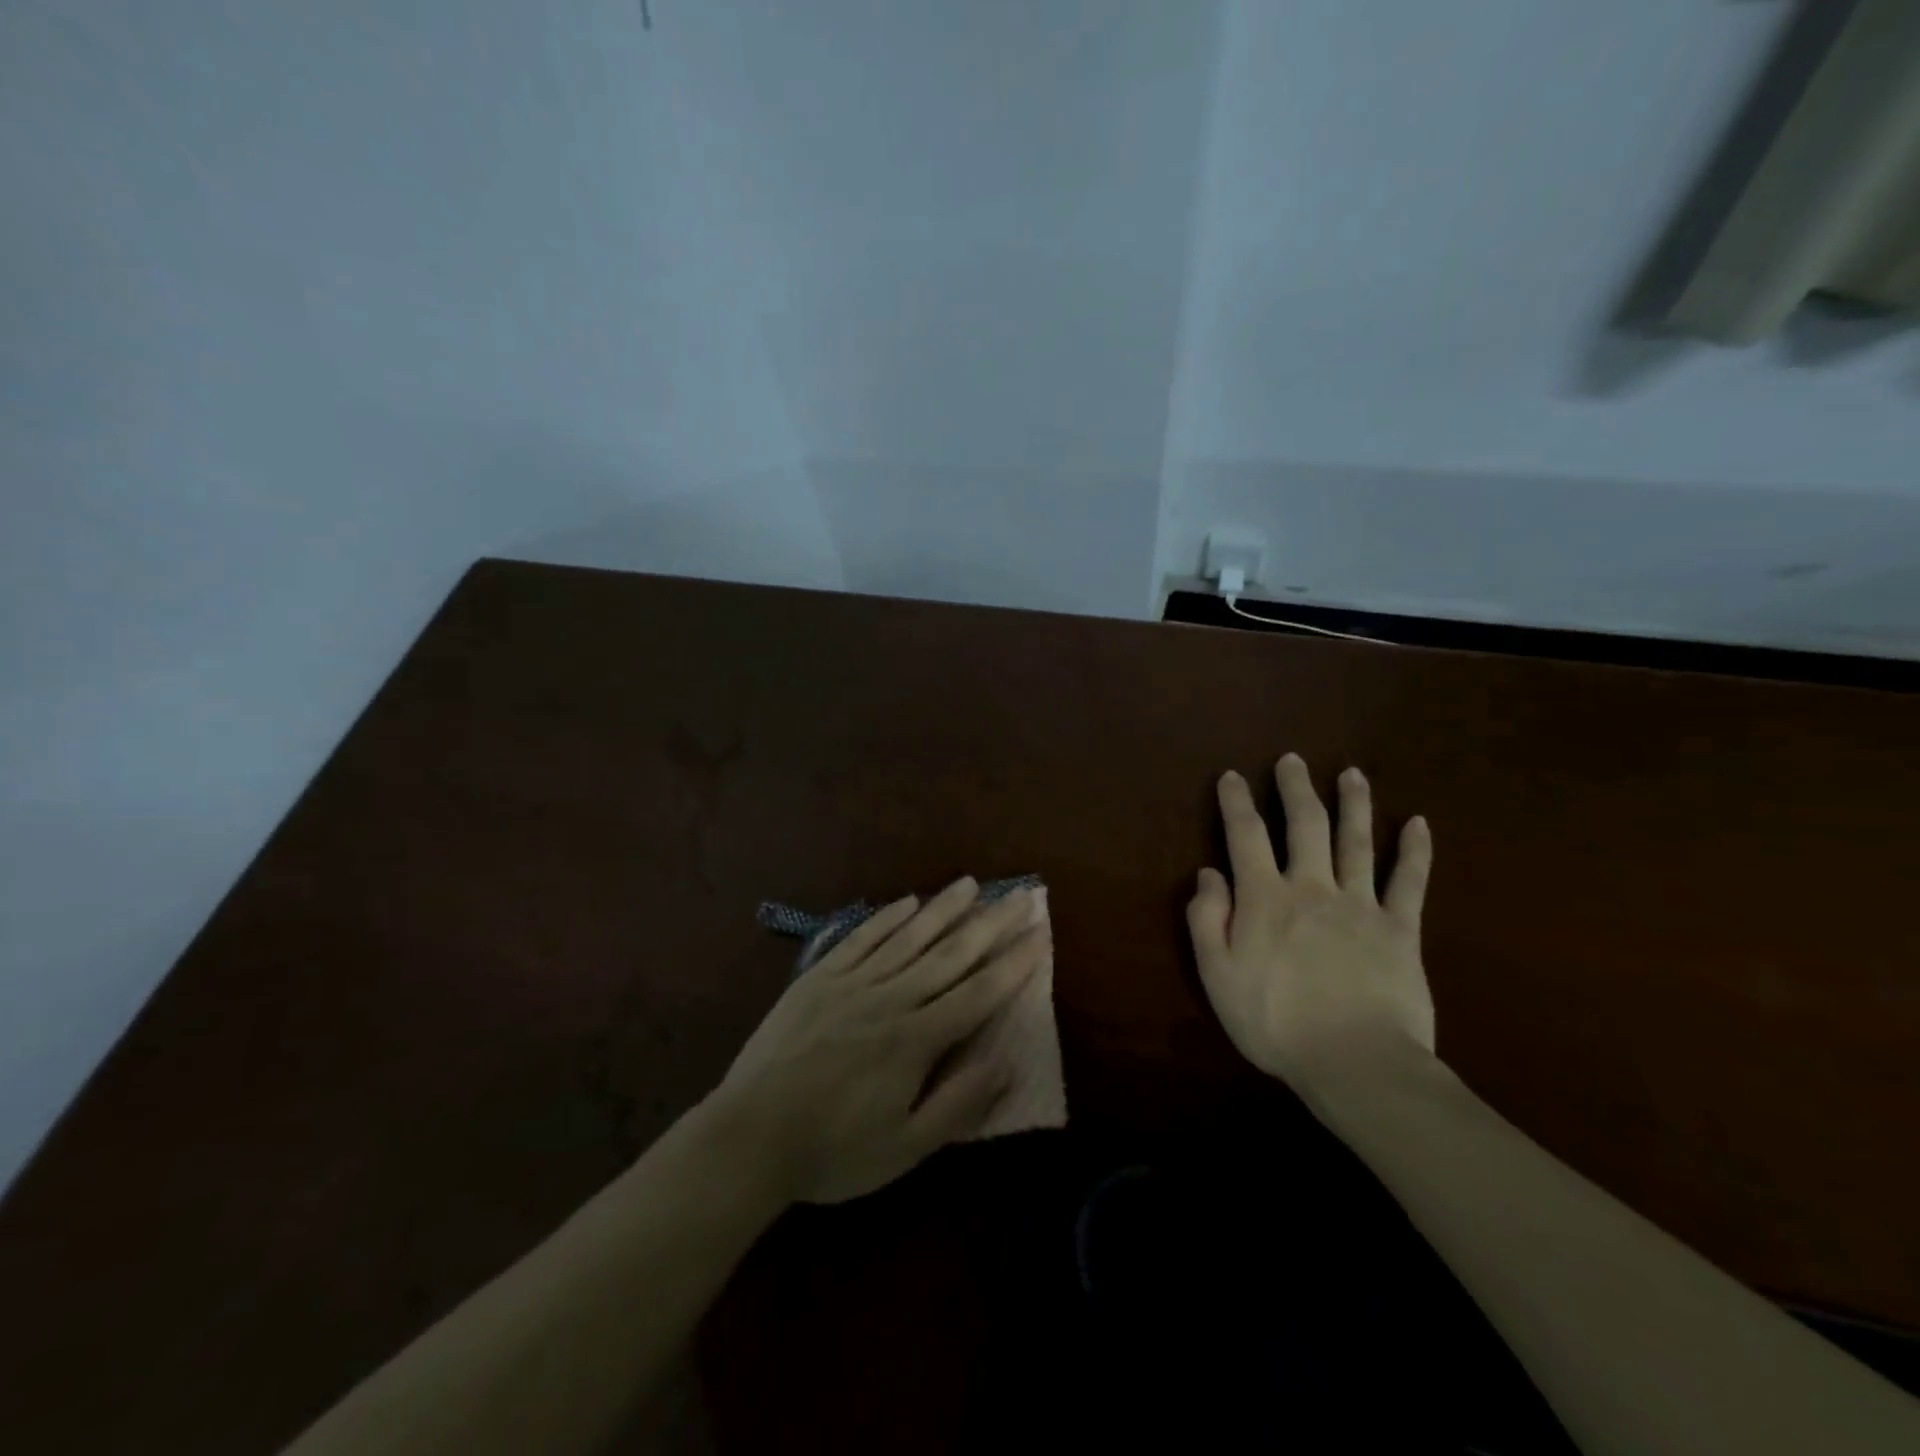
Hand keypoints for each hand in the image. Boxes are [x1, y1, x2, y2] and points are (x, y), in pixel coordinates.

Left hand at [709, 879, 1045, 1204]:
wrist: (749, 1135)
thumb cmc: (833, 1150)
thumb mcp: (905, 1148)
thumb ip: (958, 1103)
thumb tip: (1006, 1061)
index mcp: (916, 1039)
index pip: (978, 994)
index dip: (1013, 964)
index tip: (1040, 934)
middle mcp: (891, 998)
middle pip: (950, 954)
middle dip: (990, 924)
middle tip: (1021, 895)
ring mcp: (852, 982)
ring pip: (908, 937)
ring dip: (943, 908)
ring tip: (971, 883)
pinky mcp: (819, 977)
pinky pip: (861, 939)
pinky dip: (886, 918)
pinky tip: (907, 901)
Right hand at [1187, 754, 1435, 1093]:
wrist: (1356, 1062)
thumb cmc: (1275, 1022)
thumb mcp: (1217, 975)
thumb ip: (1207, 920)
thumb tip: (1209, 874)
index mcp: (1265, 898)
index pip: (1245, 836)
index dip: (1236, 803)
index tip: (1232, 776)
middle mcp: (1312, 887)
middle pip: (1305, 825)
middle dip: (1295, 789)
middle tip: (1291, 760)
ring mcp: (1360, 904)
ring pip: (1356, 842)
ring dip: (1354, 804)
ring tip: (1352, 774)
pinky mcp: (1399, 929)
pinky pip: (1409, 882)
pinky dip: (1415, 851)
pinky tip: (1419, 824)